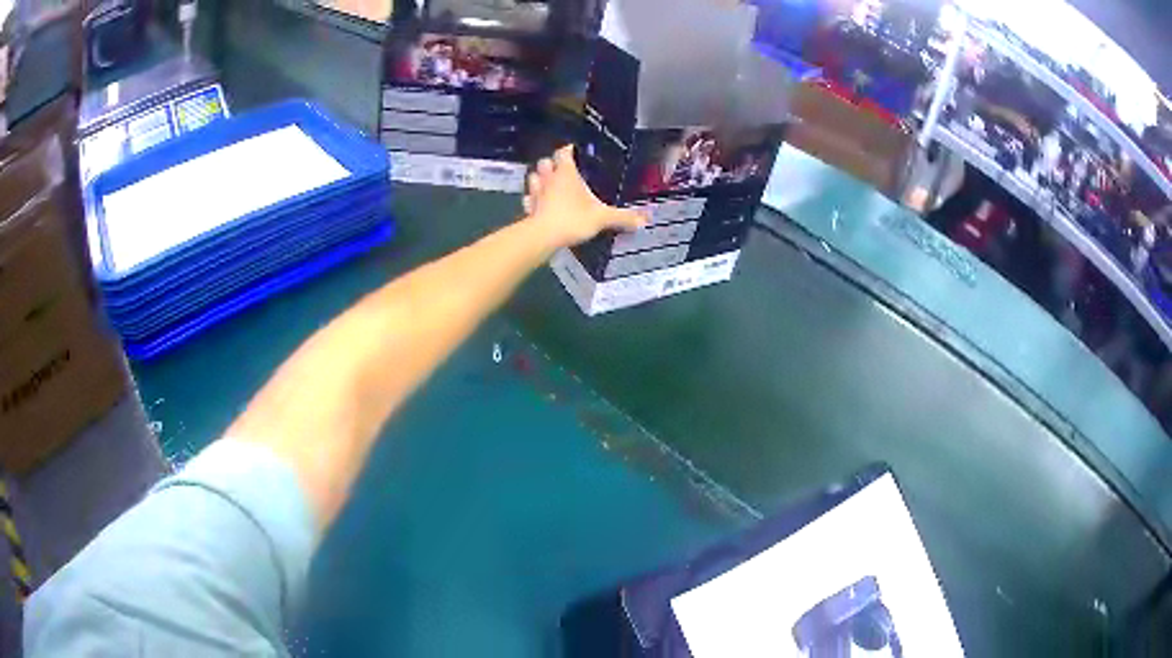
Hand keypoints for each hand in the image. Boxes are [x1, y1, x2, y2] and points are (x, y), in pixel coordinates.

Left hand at [524, 145, 645, 248]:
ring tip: (548, 184)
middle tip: (561, 169)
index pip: (563, 152)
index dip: (567, 150)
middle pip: (545, 162)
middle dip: (551, 163)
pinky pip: (529, 199)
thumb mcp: (602, 218)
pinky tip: (538, 205)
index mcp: (566, 173)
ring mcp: (536, 193)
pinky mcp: (528, 208)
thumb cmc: (573, 219)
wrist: (543, 237)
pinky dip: (533, 200)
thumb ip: (623, 217)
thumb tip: (646, 219)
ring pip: (533, 178)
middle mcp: (548, 178)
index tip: (573, 150)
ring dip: (539, 179)